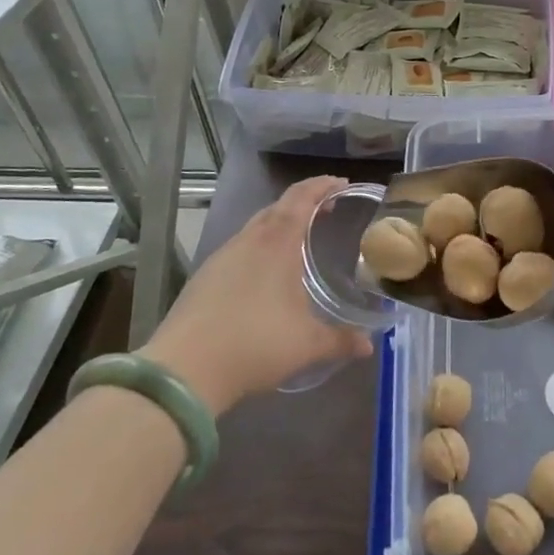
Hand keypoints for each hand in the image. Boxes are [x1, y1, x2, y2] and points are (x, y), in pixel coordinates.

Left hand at [140, 176, 373, 413]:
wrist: (185, 370)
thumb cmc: (256, 343)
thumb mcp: (307, 344)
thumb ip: (341, 340)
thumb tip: (368, 345)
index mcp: (277, 242)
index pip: (302, 197)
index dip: (322, 185)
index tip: (341, 183)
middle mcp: (248, 240)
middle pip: (278, 207)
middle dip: (303, 203)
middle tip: (326, 211)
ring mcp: (221, 258)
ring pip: (255, 228)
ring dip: (279, 225)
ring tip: (298, 242)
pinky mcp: (204, 278)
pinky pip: (239, 249)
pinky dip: (259, 248)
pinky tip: (265, 275)